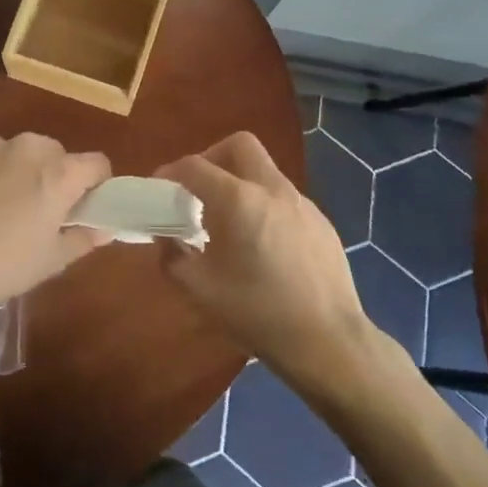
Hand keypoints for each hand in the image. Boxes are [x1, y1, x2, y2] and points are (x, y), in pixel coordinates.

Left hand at [0, 133, 114, 312]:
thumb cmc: (2, 267)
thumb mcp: (51, 261)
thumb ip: (84, 238)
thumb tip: (104, 229)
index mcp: (59, 173)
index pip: (96, 163)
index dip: (94, 183)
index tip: (81, 205)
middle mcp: (28, 147)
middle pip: (54, 153)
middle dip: (50, 175)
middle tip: (34, 210)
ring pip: (14, 151)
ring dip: (13, 170)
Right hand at [156, 132, 373, 387]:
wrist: (328, 341)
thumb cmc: (257, 313)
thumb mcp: (200, 290)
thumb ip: (172, 256)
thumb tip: (167, 238)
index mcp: (239, 200)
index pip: (195, 166)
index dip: (170, 172)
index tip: (159, 188)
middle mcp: (272, 189)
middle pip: (239, 145)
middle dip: (212, 157)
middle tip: (198, 190)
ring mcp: (302, 203)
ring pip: (264, 171)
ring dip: (240, 183)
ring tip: (228, 223)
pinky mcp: (321, 221)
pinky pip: (284, 198)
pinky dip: (264, 205)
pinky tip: (262, 245)